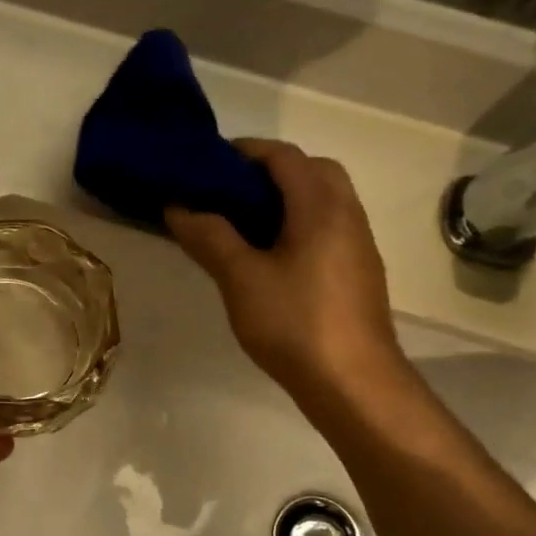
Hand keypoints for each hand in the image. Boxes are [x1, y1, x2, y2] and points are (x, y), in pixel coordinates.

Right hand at [166, 139, 403, 396]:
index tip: (205, 166)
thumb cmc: (295, 324)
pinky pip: (325, 229)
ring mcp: (357, 244)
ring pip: (321, 201)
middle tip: (226, 195)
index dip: (242, 152)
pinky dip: (296, 226)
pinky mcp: (357, 272)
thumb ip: (210, 236)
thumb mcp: (241, 278)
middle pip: (310, 170)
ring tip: (240, 226)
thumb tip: (178, 206)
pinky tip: (268, 260)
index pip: (282, 155)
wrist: (354, 384)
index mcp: (321, 205)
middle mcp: (347, 214)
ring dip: (283, 201)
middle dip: (267, 173)